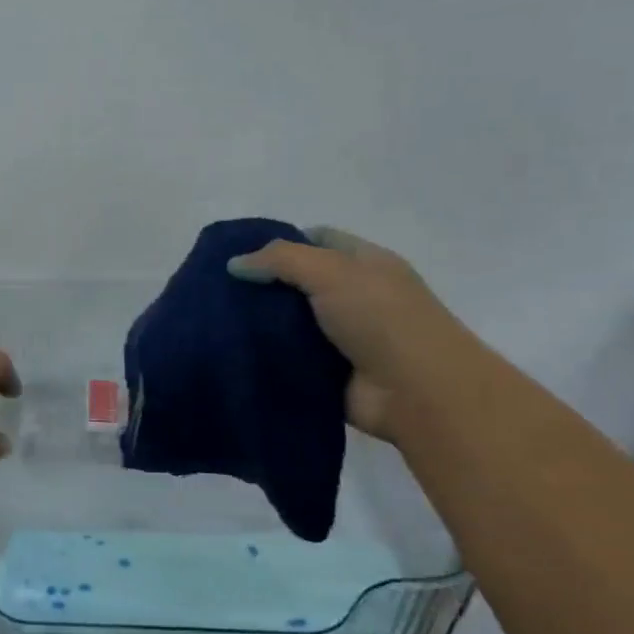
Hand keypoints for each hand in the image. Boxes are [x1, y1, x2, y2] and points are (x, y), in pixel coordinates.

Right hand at [227, 227, 480, 441]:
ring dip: (258, 324)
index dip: (279, 242)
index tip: (237, 254)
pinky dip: (265, 356)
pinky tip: (231, 352)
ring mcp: (340, 337)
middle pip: (297, 282)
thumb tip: (234, 264)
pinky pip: (288, 357)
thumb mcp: (333, 272)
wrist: (419, 393)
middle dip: (261, 285)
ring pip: (288, 322)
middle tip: (215, 289)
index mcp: (364, 264)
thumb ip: (281, 260)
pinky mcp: (327, 372)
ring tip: (213, 321)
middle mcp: (353, 296)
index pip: (317, 240)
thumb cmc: (383, 319)